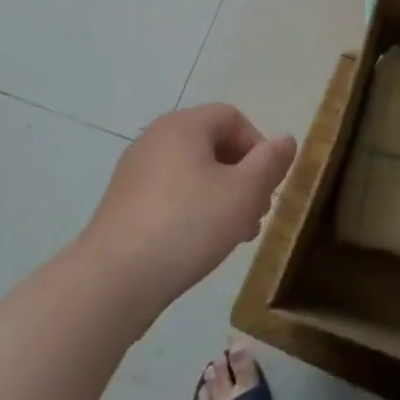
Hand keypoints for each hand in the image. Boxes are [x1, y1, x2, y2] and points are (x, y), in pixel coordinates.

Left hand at [84, 103, 295, 313]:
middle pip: (212, 145)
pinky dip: (191, 210)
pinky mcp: (121, 205)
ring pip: (192, 173)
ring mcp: (134, 172)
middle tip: (256, 213)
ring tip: (234, 234)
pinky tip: (199, 245)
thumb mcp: (245, 193)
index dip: (259, 147)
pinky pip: (169, 195)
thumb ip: (271, 163)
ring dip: (220, 196)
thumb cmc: (188, 225)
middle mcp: (155, 138)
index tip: (268, 185)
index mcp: (184, 125)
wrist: (113, 281)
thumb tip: (286, 140)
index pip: (233, 118)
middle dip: (242, 176)